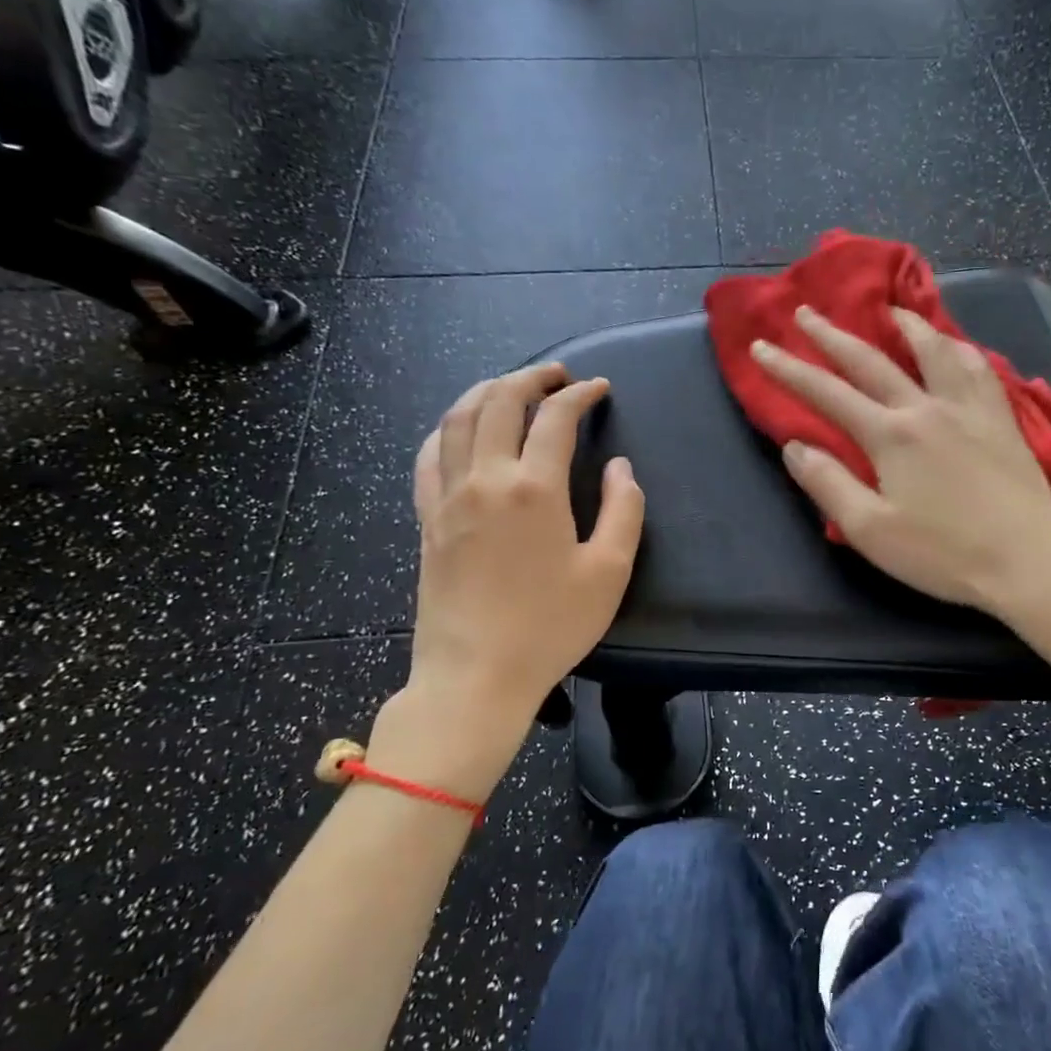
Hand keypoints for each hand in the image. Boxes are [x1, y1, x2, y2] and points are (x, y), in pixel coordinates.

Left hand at [370, 363, 644, 797]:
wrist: (475, 676)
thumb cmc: (550, 627)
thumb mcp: (609, 572)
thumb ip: (623, 511)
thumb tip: (620, 468)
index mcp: (535, 489)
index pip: (555, 418)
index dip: (580, 394)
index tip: (598, 388)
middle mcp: (486, 479)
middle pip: (500, 402)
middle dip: (530, 377)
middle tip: (557, 375)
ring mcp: (448, 497)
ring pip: (457, 419)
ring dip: (486, 391)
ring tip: (511, 387)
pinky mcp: (427, 519)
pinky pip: (428, 456)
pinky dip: (446, 429)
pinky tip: (459, 429)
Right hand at [751, 305, 1050, 621]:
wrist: (1027, 561)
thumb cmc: (942, 553)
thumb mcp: (869, 530)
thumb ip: (828, 484)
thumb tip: (794, 445)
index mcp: (890, 435)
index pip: (827, 393)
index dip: (789, 370)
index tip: (761, 348)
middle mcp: (926, 407)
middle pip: (871, 360)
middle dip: (832, 334)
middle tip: (807, 311)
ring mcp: (969, 408)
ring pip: (934, 350)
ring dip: (905, 325)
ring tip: (889, 309)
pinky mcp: (1002, 418)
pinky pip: (978, 367)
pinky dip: (958, 348)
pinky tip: (954, 345)